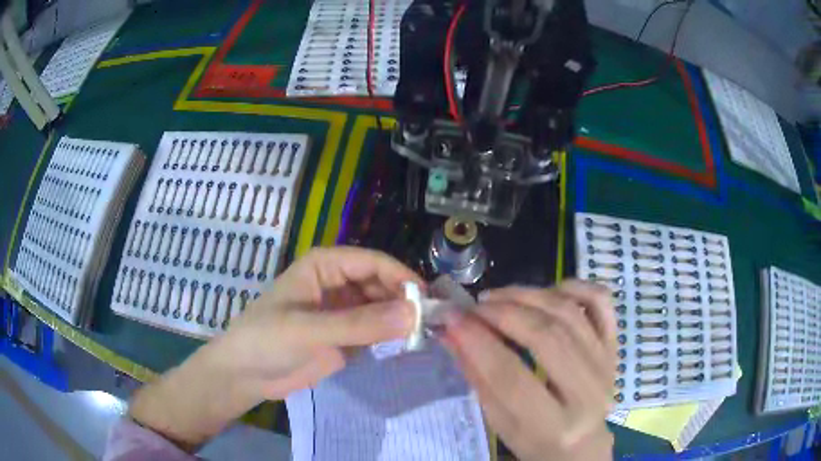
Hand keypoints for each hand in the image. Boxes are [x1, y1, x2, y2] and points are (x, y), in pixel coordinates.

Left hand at [216, 246, 422, 397]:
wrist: (245, 375)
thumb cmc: (266, 340)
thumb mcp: (309, 330)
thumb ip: (359, 324)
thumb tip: (413, 314)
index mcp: (325, 266)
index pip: (373, 262)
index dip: (402, 277)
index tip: (428, 301)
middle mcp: (338, 283)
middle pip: (381, 284)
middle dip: (404, 300)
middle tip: (432, 324)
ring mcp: (343, 311)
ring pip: (382, 308)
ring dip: (401, 319)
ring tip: (426, 335)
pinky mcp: (346, 336)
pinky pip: (376, 330)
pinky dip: (392, 336)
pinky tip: (408, 345)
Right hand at [442, 280, 616, 460]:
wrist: (583, 443)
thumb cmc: (535, 441)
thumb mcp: (500, 421)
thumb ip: (477, 376)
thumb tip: (451, 332)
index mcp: (554, 426)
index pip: (511, 376)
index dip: (477, 341)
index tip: (451, 317)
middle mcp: (588, 392)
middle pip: (545, 336)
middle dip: (502, 313)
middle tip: (474, 306)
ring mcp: (607, 364)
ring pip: (569, 313)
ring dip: (528, 296)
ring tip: (497, 297)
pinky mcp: (615, 346)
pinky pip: (600, 302)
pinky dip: (573, 286)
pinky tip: (546, 291)